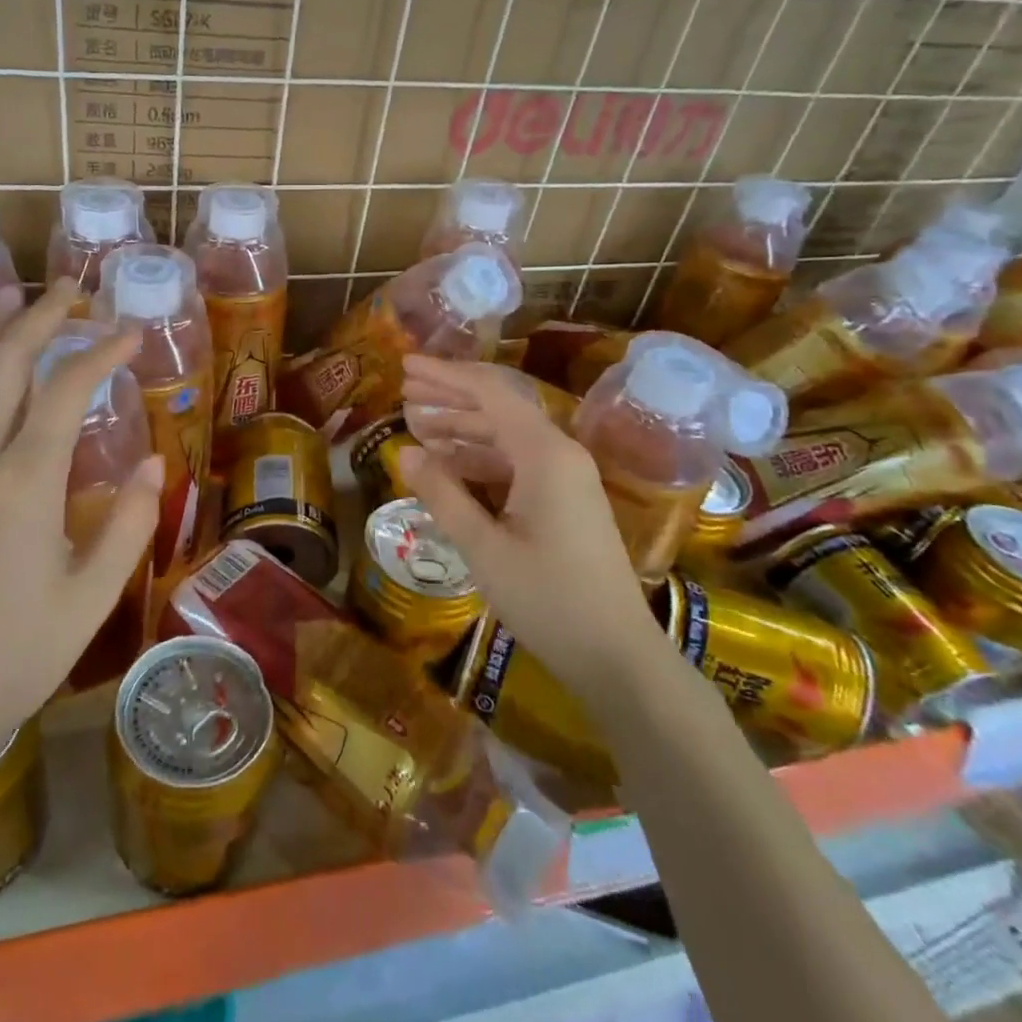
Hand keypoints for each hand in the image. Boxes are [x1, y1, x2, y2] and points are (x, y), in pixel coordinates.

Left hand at [0, 279, 163, 777]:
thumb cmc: (16, 656)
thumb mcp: (91, 595)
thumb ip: (128, 522)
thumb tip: (153, 460)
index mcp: (24, 484)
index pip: (66, 391)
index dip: (100, 353)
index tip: (131, 333)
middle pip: (6, 365)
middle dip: (40, 317)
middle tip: (72, 290)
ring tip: (11, 297)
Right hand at [398, 356, 656, 672]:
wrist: (617, 656)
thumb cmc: (548, 600)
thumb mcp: (483, 548)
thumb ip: (442, 494)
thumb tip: (405, 452)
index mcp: (545, 455)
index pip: (489, 393)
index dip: (444, 376)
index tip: (404, 365)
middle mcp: (560, 454)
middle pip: (499, 407)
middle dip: (450, 395)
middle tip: (404, 390)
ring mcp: (566, 477)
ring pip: (506, 436)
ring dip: (462, 427)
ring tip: (416, 425)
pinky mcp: (565, 501)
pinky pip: (516, 463)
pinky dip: (479, 458)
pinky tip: (448, 465)